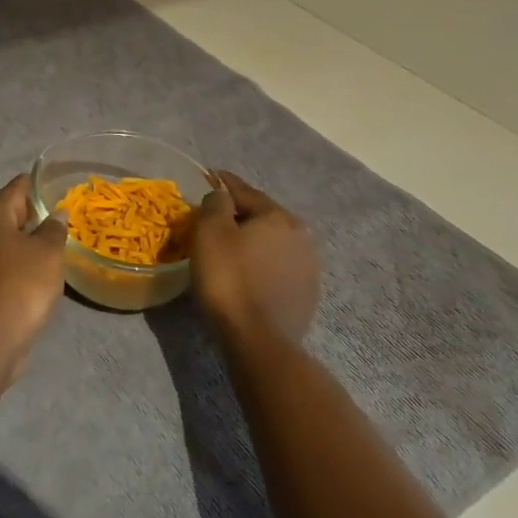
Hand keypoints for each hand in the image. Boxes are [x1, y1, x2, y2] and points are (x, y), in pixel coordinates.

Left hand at [0, 174, 68, 377]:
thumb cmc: (17, 290)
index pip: (14, 190)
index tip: (49, 187)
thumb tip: (54, 213)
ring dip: (8, 254)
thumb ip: (52, 231)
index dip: (33, 186)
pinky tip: (11, 295)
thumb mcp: (47, 257)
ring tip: (34, 263)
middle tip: (48, 227)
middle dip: (22, 222)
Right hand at [190, 171, 320, 345]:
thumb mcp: (210, 232)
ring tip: (229, 248)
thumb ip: (216, 204)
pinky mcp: (306, 296)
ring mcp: (308, 269)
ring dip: (252, 241)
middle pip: (262, 217)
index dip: (223, 182)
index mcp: (279, 217)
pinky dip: (260, 264)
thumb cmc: (229, 279)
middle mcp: (301, 237)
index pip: (245, 191)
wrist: (259, 342)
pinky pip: (276, 268)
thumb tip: (222, 196)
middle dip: (239, 214)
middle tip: (214, 217)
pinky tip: (246, 274)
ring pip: (272, 243)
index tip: (209, 175)